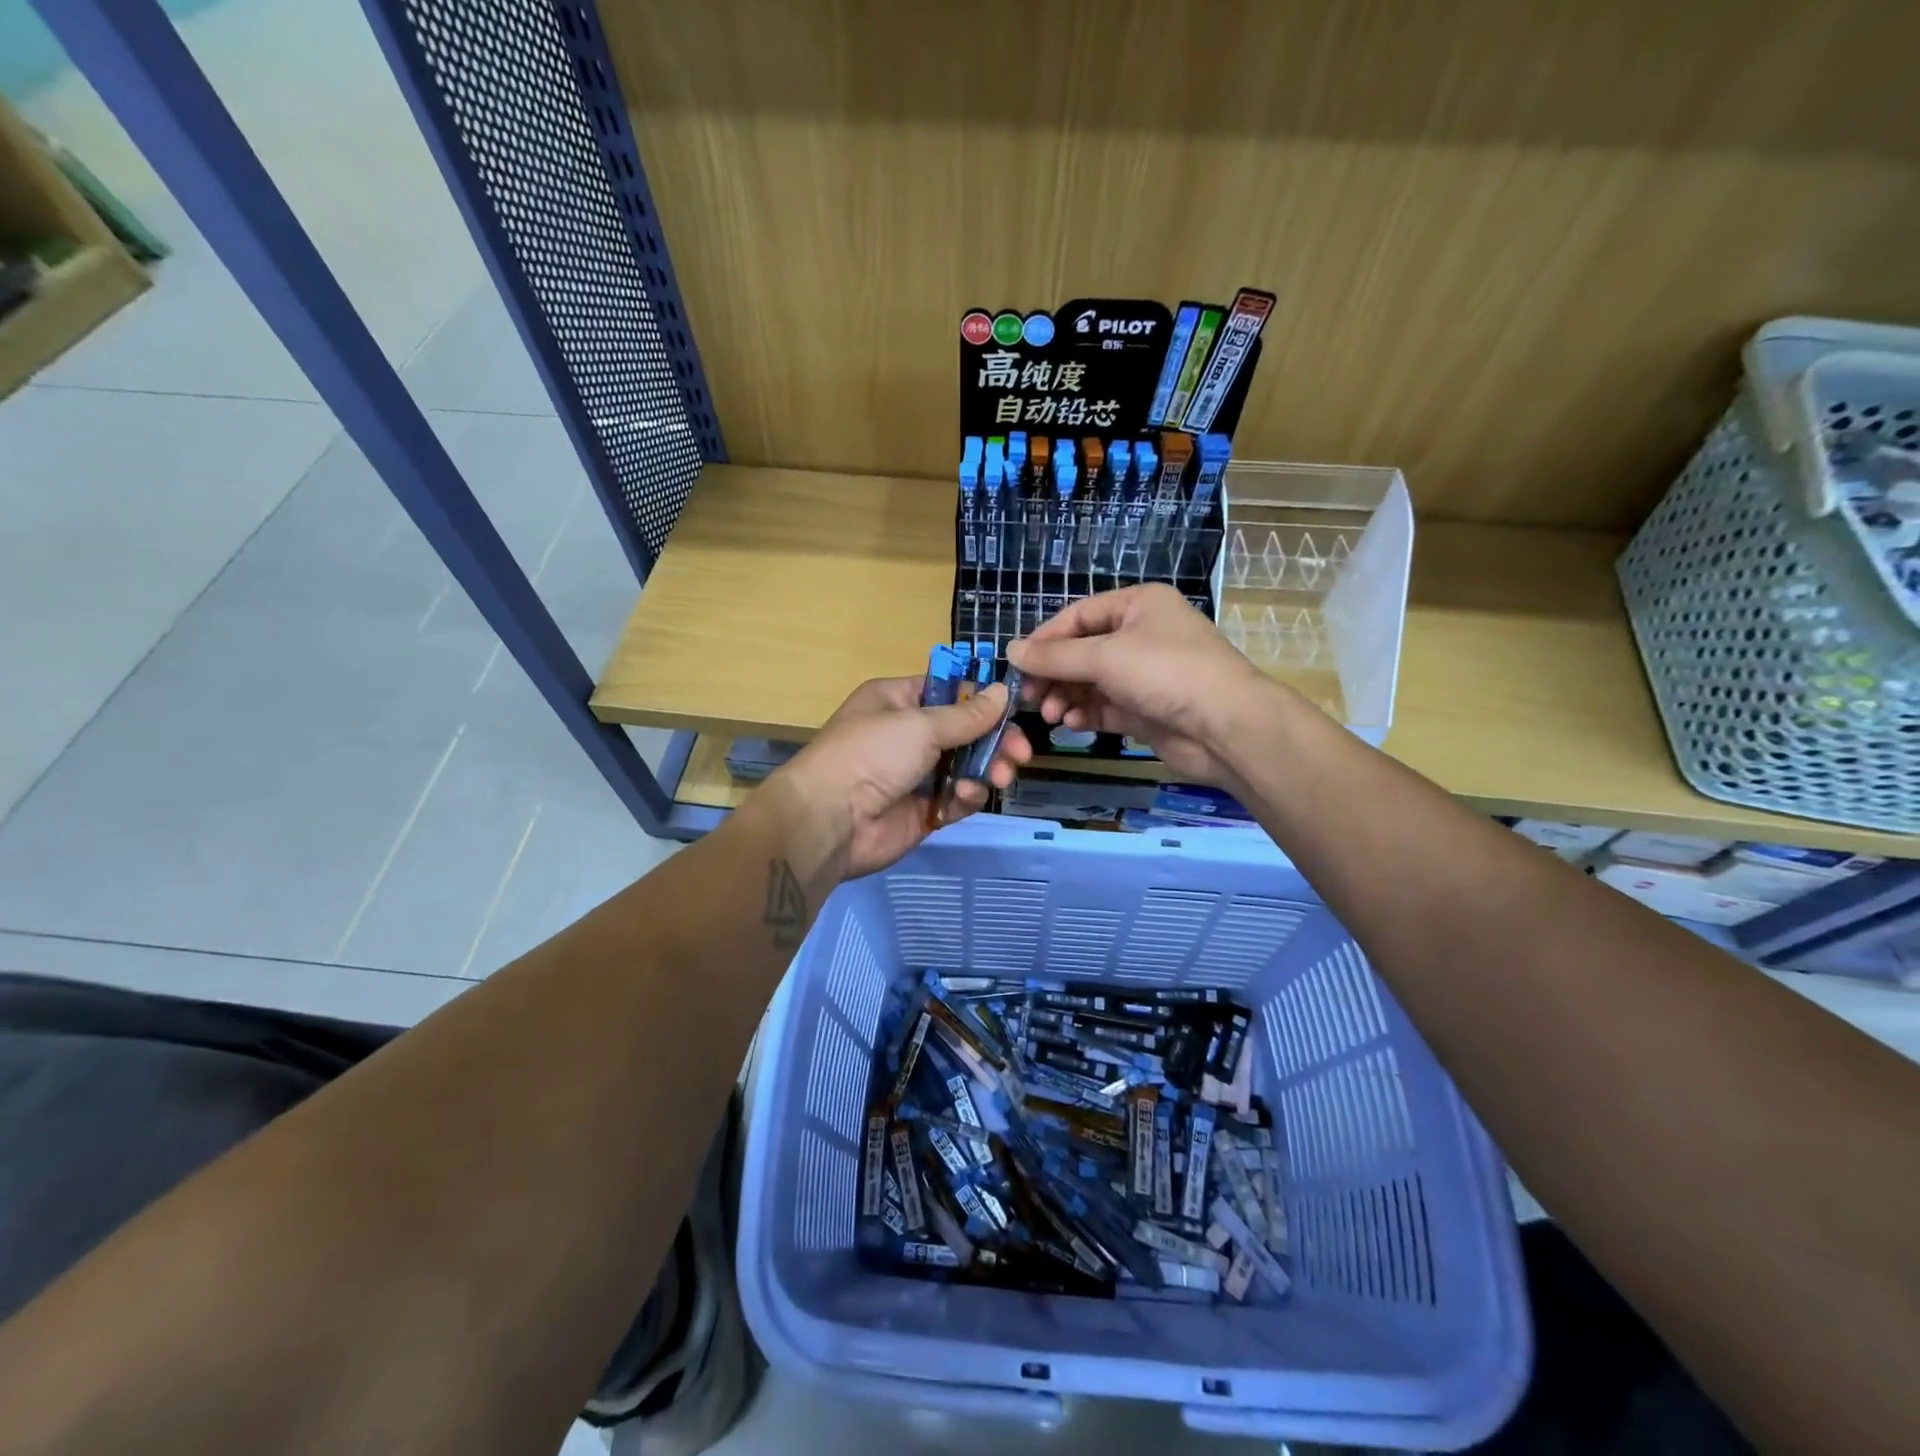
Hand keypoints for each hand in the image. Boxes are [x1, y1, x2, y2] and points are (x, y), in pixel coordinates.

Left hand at [773, 676, 1031, 878]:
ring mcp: (915, 774)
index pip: (949, 691)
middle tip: (1019, 753)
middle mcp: (907, 734)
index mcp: (897, 701)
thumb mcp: (920, 725)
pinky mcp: (923, 810)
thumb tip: (1003, 691)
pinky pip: (957, 797)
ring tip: (1000, 777)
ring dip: (987, 769)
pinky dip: (967, 796)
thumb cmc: (871, 755)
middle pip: (965, 732)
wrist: (830, 821)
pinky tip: (965, 797)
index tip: (1014, 710)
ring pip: (966, 766)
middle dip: (995, 741)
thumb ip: (966, 714)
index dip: (982, 699)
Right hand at [1008, 584, 1278, 787]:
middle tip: (1029, 697)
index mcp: (1137, 605)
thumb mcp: (1104, 657)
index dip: (1045, 639)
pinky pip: (1105, 707)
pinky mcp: (1146, 709)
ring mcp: (1144, 674)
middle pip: (1082, 651)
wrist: (1225, 727)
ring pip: (1091, 682)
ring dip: (1067, 696)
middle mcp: (1141, 635)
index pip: (1078, 616)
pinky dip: (1086, 714)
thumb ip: (1055, 656)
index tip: (1018, 665)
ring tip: (1051, 714)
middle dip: (1054, 674)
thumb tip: (1011, 651)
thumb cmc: (1165, 673)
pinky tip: (1071, 724)